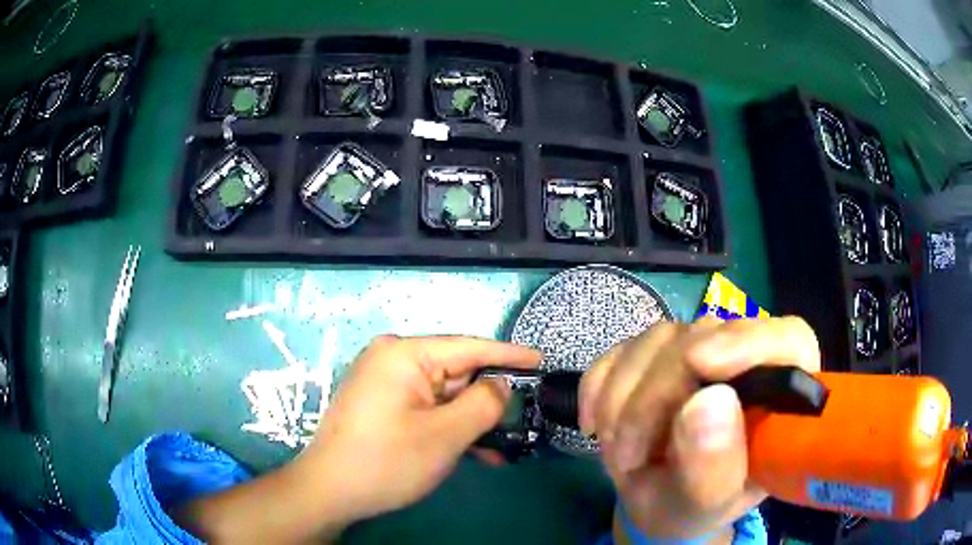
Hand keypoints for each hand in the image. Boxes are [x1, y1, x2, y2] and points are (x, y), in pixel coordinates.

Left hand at [297, 335, 540, 521]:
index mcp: (404, 354)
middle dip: (488, 400)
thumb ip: (483, 404)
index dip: (509, 354)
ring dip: (471, 422)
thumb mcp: (444, 435)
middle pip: (456, 373)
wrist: (329, 491)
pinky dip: (450, 428)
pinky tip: (474, 452)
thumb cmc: (386, 461)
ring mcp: (386, 383)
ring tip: (502, 447)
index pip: (469, 347)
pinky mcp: (383, 405)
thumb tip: (502, 384)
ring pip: (444, 396)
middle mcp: (393, 359)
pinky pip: (427, 409)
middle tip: (524, 419)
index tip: (541, 359)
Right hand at [579, 317, 819, 539]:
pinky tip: (597, 427)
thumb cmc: (694, 507)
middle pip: (707, 338)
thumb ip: (714, 466)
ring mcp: (700, 348)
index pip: (787, 340)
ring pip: (657, 340)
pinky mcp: (658, 352)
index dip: (748, 342)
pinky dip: (599, 388)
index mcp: (781, 394)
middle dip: (656, 396)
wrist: (656, 502)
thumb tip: (708, 402)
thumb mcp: (706, 503)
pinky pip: (621, 350)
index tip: (700, 363)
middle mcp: (745, 359)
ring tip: (618, 454)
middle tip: (626, 456)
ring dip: (621, 400)